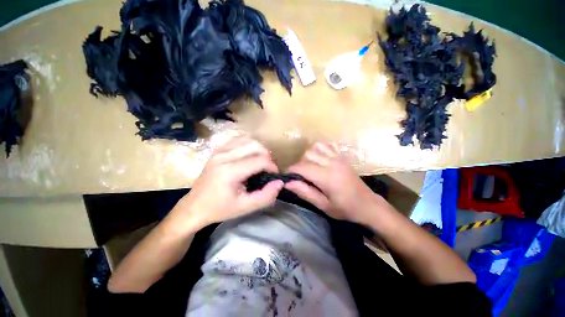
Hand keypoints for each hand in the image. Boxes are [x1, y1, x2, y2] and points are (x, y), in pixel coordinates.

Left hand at [171, 137, 283, 228]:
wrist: (194, 206)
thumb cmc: (220, 209)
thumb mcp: (245, 208)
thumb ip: (266, 196)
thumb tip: (280, 182)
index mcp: (230, 171)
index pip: (260, 160)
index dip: (273, 167)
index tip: (274, 176)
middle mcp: (224, 156)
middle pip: (256, 146)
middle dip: (268, 157)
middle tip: (268, 170)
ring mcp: (220, 150)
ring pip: (249, 139)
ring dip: (259, 149)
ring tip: (261, 162)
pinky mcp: (218, 149)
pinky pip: (239, 139)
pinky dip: (249, 145)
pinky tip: (250, 155)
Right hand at [285, 142, 384, 224]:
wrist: (368, 205)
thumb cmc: (345, 209)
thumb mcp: (323, 206)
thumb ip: (305, 192)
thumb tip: (288, 183)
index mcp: (327, 177)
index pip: (302, 167)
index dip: (291, 171)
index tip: (288, 177)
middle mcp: (331, 163)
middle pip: (307, 155)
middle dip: (299, 164)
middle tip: (300, 176)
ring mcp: (338, 157)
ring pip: (315, 148)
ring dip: (308, 156)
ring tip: (309, 167)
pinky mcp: (342, 156)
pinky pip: (326, 146)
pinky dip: (318, 149)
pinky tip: (319, 159)